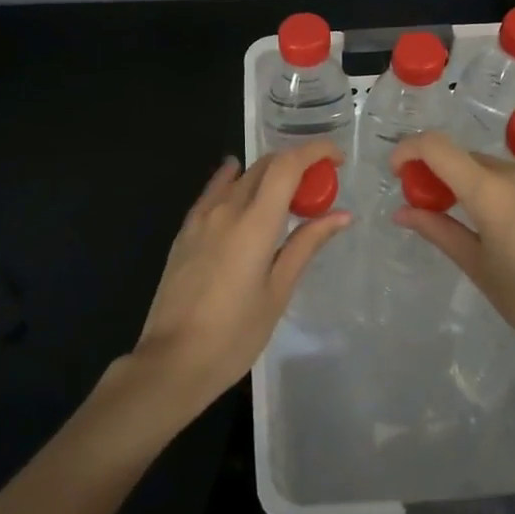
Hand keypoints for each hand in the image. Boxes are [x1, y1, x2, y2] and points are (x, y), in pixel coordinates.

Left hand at [128, 140, 351, 421]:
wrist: (173, 361)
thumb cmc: (235, 334)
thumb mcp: (278, 291)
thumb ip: (306, 245)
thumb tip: (342, 215)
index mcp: (255, 223)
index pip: (287, 166)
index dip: (315, 152)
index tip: (336, 160)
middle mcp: (226, 209)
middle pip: (265, 166)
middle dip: (296, 165)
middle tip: (318, 186)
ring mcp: (201, 218)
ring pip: (239, 177)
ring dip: (268, 174)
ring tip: (286, 194)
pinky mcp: (185, 232)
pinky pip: (213, 191)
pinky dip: (233, 180)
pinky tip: (237, 179)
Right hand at [389, 131, 514, 371]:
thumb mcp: (479, 268)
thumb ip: (439, 230)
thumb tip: (402, 211)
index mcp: (491, 191)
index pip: (437, 146)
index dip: (409, 150)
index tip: (399, 172)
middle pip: (469, 160)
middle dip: (445, 177)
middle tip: (436, 210)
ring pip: (502, 171)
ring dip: (482, 187)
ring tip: (486, 230)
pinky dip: (514, 196)